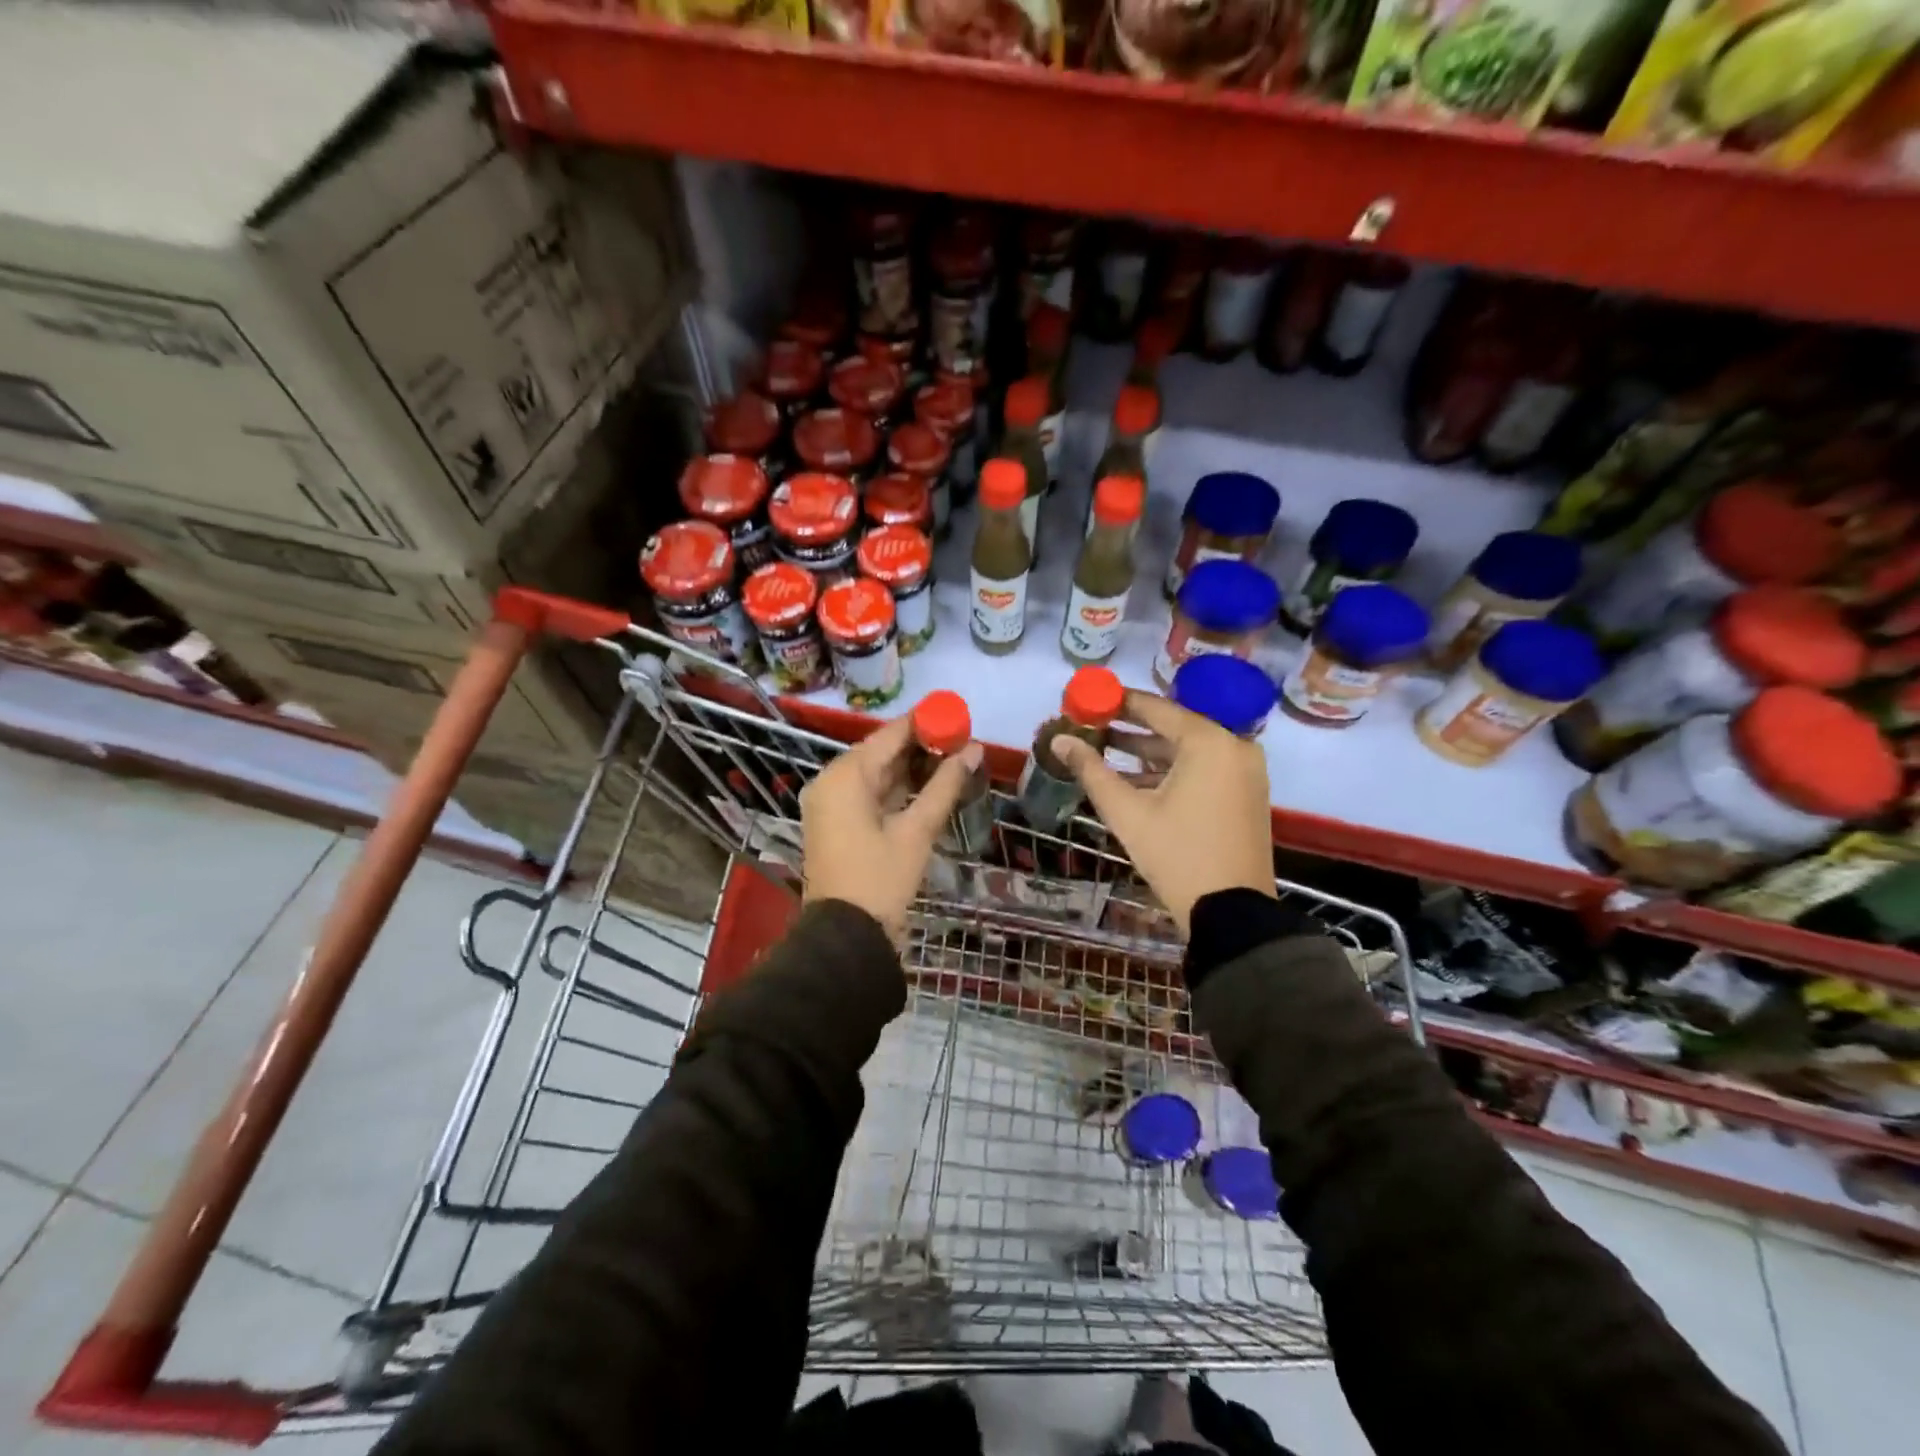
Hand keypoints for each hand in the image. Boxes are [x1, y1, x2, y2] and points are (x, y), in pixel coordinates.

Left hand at [800, 713, 984, 940]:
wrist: (846, 939)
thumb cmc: (880, 880)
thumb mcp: (916, 831)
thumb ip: (945, 786)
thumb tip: (974, 749)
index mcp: (844, 777)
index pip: (889, 735)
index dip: (924, 723)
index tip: (957, 717)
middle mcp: (831, 783)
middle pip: (881, 753)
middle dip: (921, 747)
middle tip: (962, 741)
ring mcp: (832, 805)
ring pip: (876, 775)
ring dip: (912, 770)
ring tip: (953, 760)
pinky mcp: (838, 825)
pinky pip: (870, 796)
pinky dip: (897, 791)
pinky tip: (930, 788)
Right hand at [1051, 690, 1274, 934]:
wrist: (1232, 913)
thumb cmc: (1177, 855)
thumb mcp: (1127, 812)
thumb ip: (1091, 770)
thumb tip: (1059, 740)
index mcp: (1209, 742)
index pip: (1156, 708)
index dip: (1117, 702)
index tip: (1087, 699)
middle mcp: (1234, 746)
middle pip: (1174, 726)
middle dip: (1130, 728)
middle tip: (1091, 725)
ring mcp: (1246, 771)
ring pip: (1188, 750)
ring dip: (1148, 752)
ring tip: (1104, 752)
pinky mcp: (1247, 793)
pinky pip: (1204, 768)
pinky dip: (1171, 771)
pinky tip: (1135, 780)